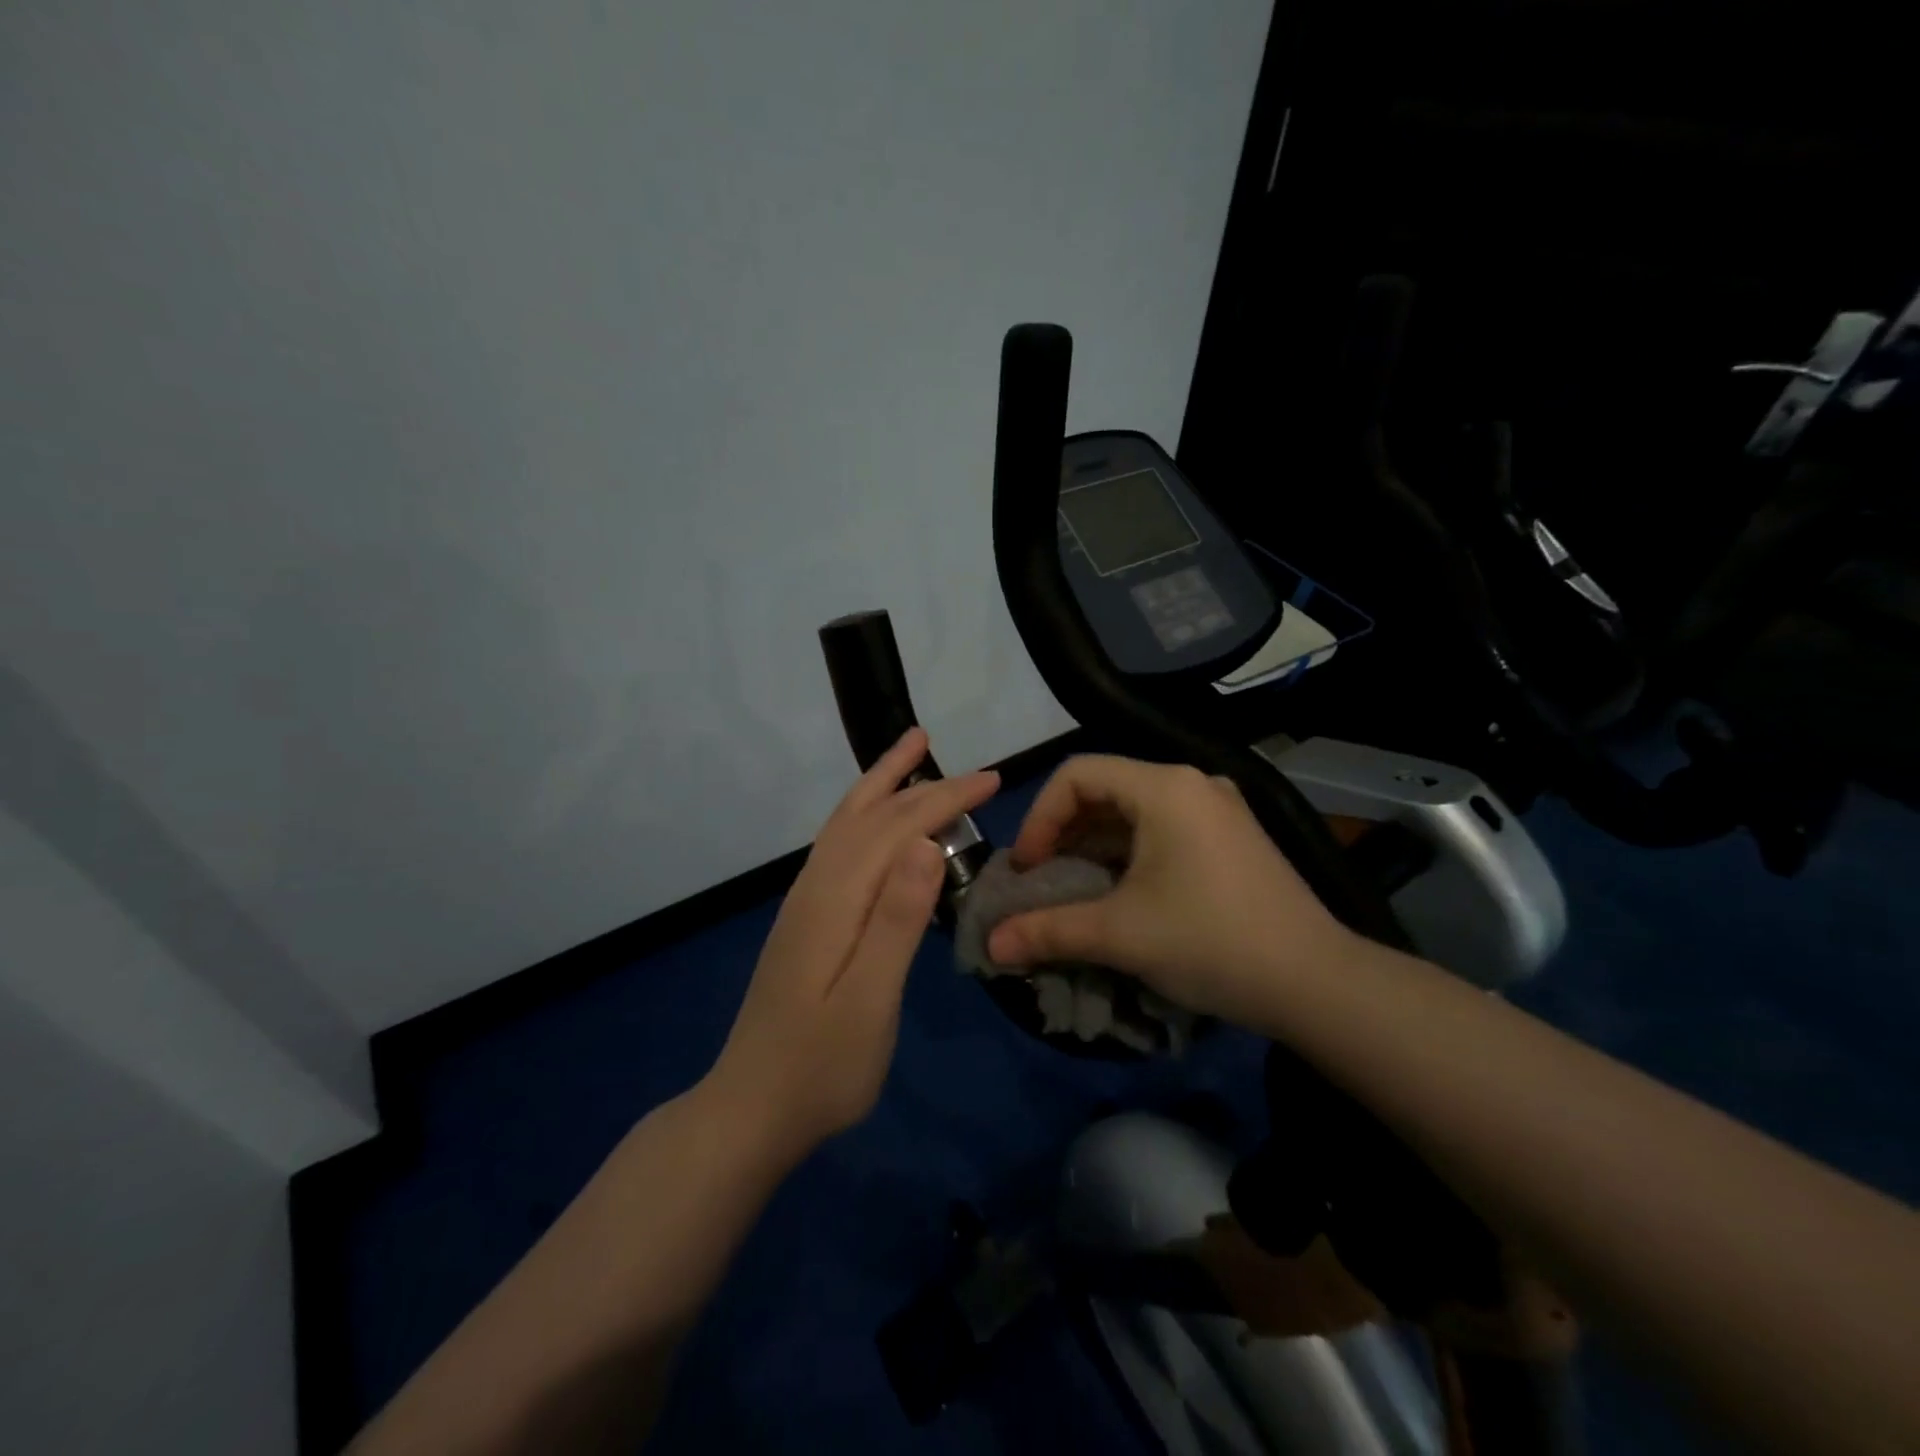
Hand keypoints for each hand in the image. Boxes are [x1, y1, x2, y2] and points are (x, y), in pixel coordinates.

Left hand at [707, 728, 997, 1159]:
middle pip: (872, 815)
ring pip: (848, 822)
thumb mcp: (869, 1002)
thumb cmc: (821, 1067)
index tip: (993, 780)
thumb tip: (927, 844)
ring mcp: (806, 901)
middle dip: (924, 785)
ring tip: (913, 753)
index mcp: (836, 899)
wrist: (752, 1109)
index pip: (898, 828)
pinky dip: (865, 813)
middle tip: (975, 770)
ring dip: (883, 782)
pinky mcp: (806, 918)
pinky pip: (840, 843)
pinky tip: (877, 822)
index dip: (946, 798)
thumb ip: (896, 921)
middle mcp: (816, 885)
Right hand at [986, 755, 1356, 1026]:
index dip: (1040, 817)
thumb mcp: (1120, 934)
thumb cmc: (1211, 941)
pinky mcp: (1231, 838)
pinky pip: (1163, 831)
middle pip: (1105, 790)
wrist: (1317, 983)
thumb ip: (1049, 931)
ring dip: (1094, 847)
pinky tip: (1119, 894)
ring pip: (1134, 812)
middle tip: (1043, 881)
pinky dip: (1128, 855)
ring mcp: (1217, 810)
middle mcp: (1192, 784)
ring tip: (1073, 891)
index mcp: (1165, 788)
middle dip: (1063, 834)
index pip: (1077, 775)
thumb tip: (992, 945)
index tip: (1029, 869)